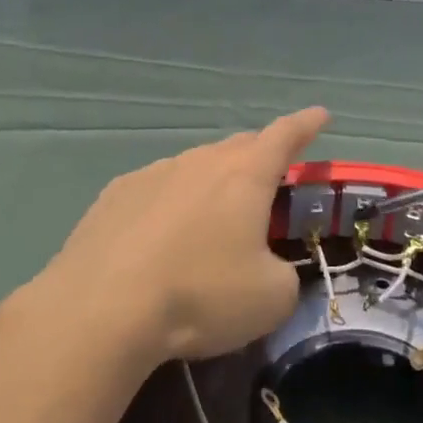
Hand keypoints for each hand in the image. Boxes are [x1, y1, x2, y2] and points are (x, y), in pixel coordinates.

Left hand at [36, 108, 330, 369]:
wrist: (101, 308)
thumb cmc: (199, 295)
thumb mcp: (270, 298)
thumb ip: (284, 274)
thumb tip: (269, 267)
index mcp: (245, 175)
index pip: (285, 135)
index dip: (307, 124)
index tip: (321, 114)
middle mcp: (201, 161)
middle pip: (239, 147)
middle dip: (259, 157)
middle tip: (268, 180)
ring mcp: (154, 172)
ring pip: (196, 166)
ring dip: (212, 184)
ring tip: (210, 223)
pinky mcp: (116, 193)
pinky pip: (157, 188)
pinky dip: (171, 203)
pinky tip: (160, 237)